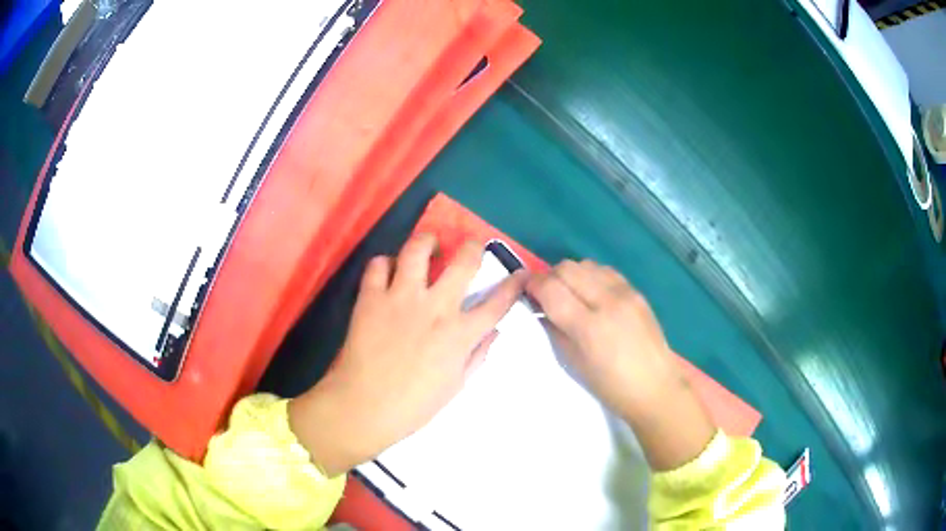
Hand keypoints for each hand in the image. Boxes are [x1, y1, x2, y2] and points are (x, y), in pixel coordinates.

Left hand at [289, 234, 525, 476]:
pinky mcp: (371, 297)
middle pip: (464, 262)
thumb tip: (493, 332)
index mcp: (459, 334)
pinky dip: (386, 263)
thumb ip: (477, 356)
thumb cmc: (414, 405)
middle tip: (472, 245)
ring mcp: (401, 298)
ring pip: (418, 250)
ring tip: (429, 246)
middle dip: (474, 246)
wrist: (364, 407)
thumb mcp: (456, 386)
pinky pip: (378, 265)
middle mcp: (435, 307)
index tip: (521, 273)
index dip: (513, 285)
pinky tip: (389, 272)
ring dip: (428, 242)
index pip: (497, 303)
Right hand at [526, 259, 676, 417]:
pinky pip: (606, 272)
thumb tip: (541, 307)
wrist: (655, 387)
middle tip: (545, 295)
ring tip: (570, 295)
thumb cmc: (610, 386)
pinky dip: (591, 277)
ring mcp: (626, 293)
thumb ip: (555, 329)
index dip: (532, 285)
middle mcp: (607, 301)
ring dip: (571, 275)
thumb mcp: (573, 363)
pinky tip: (592, 295)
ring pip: (586, 264)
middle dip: (550, 277)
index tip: (526, 292)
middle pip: (567, 268)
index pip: (551, 288)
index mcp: (589, 326)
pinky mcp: (637, 292)